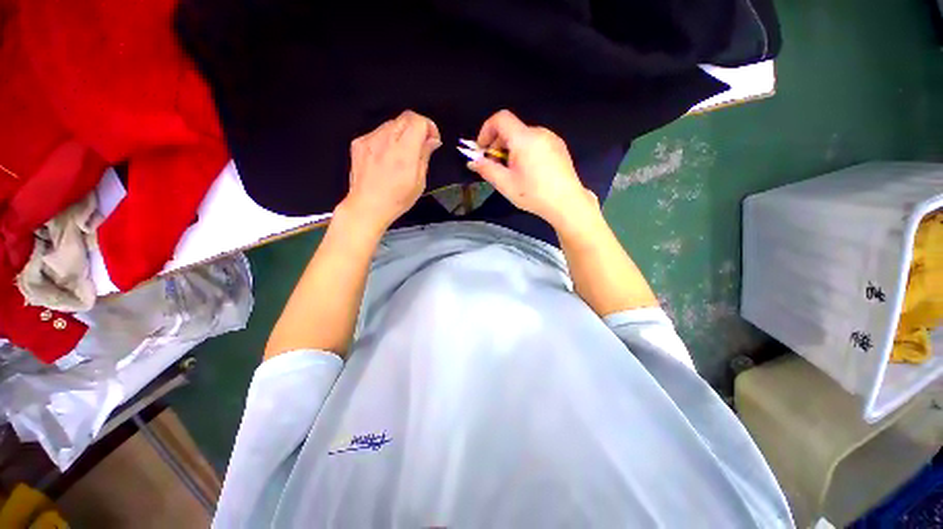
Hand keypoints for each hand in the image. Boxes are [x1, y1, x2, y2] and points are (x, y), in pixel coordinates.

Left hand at [339, 111, 440, 232]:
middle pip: (406, 117)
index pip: (418, 121)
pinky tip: (387, 156)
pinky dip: (387, 139)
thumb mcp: (419, 182)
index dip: (429, 126)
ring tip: (402, 153)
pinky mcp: (359, 143)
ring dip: (402, 133)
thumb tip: (432, 140)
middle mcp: (386, 141)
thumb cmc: (396, 199)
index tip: (432, 138)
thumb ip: (425, 156)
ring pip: (391, 123)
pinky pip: (378, 132)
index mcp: (404, 152)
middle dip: (417, 127)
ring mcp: (370, 140)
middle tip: (420, 144)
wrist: (367, 206)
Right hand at [467, 110, 598, 229]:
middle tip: (495, 166)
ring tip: (512, 171)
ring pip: (524, 137)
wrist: (567, 203)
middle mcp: (539, 132)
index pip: (500, 119)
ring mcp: (552, 138)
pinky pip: (536, 142)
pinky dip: (525, 151)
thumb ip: (487, 169)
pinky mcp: (559, 147)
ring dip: (511, 149)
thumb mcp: (505, 184)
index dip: (486, 130)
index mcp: (524, 138)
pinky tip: (528, 171)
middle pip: (512, 129)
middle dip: (498, 144)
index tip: (482, 149)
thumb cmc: (534, 194)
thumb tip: (472, 161)